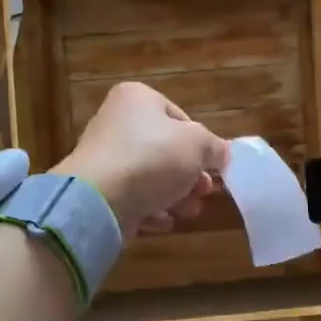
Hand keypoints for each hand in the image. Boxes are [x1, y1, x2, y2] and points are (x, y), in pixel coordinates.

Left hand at [56, 82, 228, 235]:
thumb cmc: (153, 158)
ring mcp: (104, 158)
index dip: (201, 145)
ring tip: (188, 211)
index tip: (212, 168)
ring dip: (176, 196)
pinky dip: (151, 210)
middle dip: (190, 176)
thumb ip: (216, 147)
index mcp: (137, 99)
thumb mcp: (198, 145)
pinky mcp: (98, 190)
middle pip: (166, 151)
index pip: (180, 119)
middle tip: (204, 192)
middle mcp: (116, 123)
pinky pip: (132, 198)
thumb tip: (223, 154)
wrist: (99, 199)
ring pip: (151, 177)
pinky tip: (163, 221)